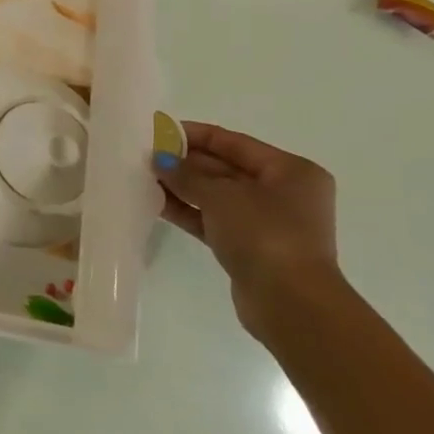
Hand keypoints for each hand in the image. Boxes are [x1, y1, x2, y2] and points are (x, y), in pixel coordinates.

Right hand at [157, 123, 343, 334]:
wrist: (290, 303)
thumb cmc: (265, 234)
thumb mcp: (221, 195)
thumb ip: (187, 174)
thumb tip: (160, 160)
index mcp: (290, 171)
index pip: (234, 142)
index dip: (195, 135)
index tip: (158, 131)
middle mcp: (283, 193)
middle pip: (225, 168)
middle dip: (185, 162)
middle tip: (144, 156)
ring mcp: (266, 223)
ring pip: (216, 196)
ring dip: (182, 187)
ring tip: (143, 177)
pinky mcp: (250, 247)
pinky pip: (213, 220)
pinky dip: (188, 211)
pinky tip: (155, 203)